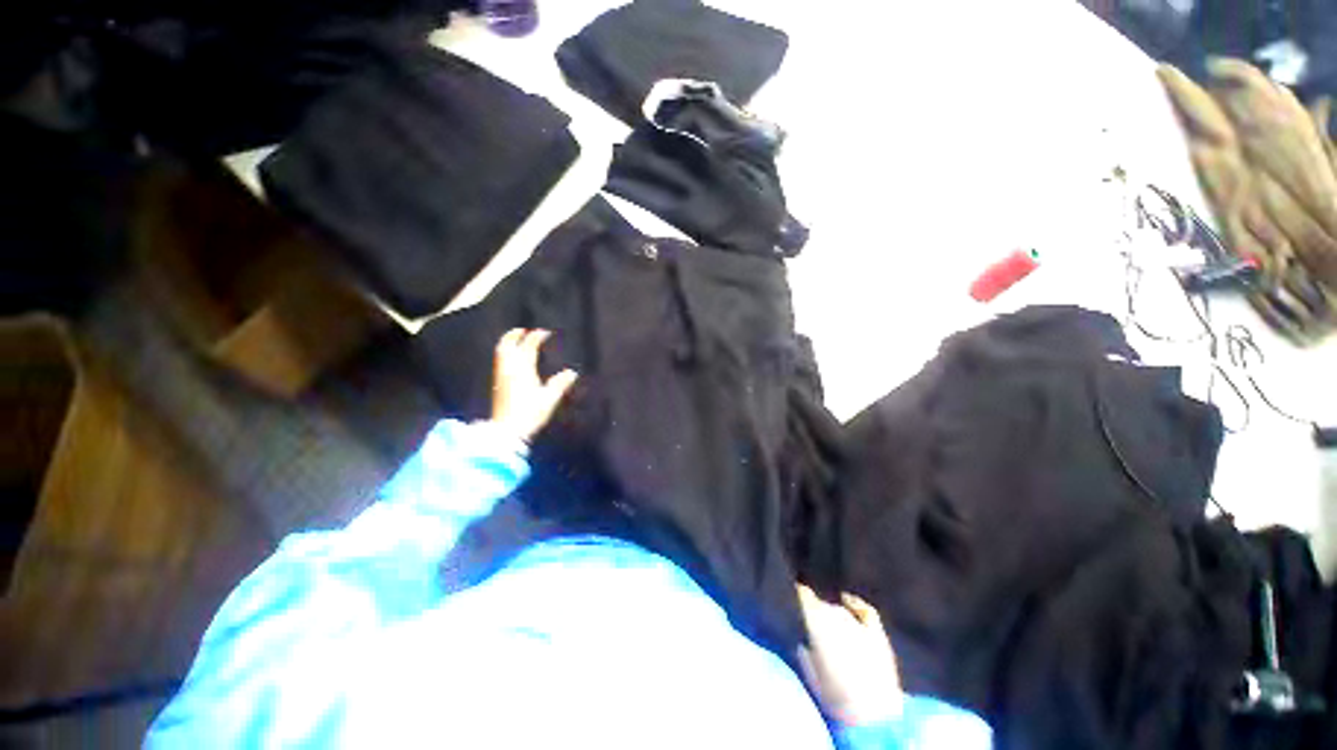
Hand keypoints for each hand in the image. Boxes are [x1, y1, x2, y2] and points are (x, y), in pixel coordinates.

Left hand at [490, 329, 578, 442]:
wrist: (507, 430)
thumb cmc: (530, 413)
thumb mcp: (549, 399)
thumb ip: (560, 384)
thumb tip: (572, 372)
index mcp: (523, 369)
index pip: (529, 347)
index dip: (536, 337)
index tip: (545, 332)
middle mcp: (509, 369)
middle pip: (508, 345)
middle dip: (514, 335)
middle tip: (522, 330)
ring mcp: (502, 376)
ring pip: (501, 353)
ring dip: (508, 343)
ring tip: (515, 340)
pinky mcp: (498, 384)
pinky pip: (500, 361)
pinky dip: (506, 353)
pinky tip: (511, 359)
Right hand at [796, 584, 903, 726]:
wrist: (875, 717)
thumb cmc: (835, 699)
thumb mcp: (810, 676)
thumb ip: (803, 651)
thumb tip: (801, 639)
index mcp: (817, 624)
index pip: (805, 597)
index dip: (799, 596)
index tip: (792, 595)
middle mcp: (837, 617)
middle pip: (822, 605)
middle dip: (815, 610)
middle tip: (809, 621)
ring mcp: (859, 625)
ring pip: (838, 609)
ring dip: (831, 613)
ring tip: (826, 622)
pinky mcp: (877, 634)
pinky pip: (864, 610)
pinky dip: (854, 603)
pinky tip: (847, 600)